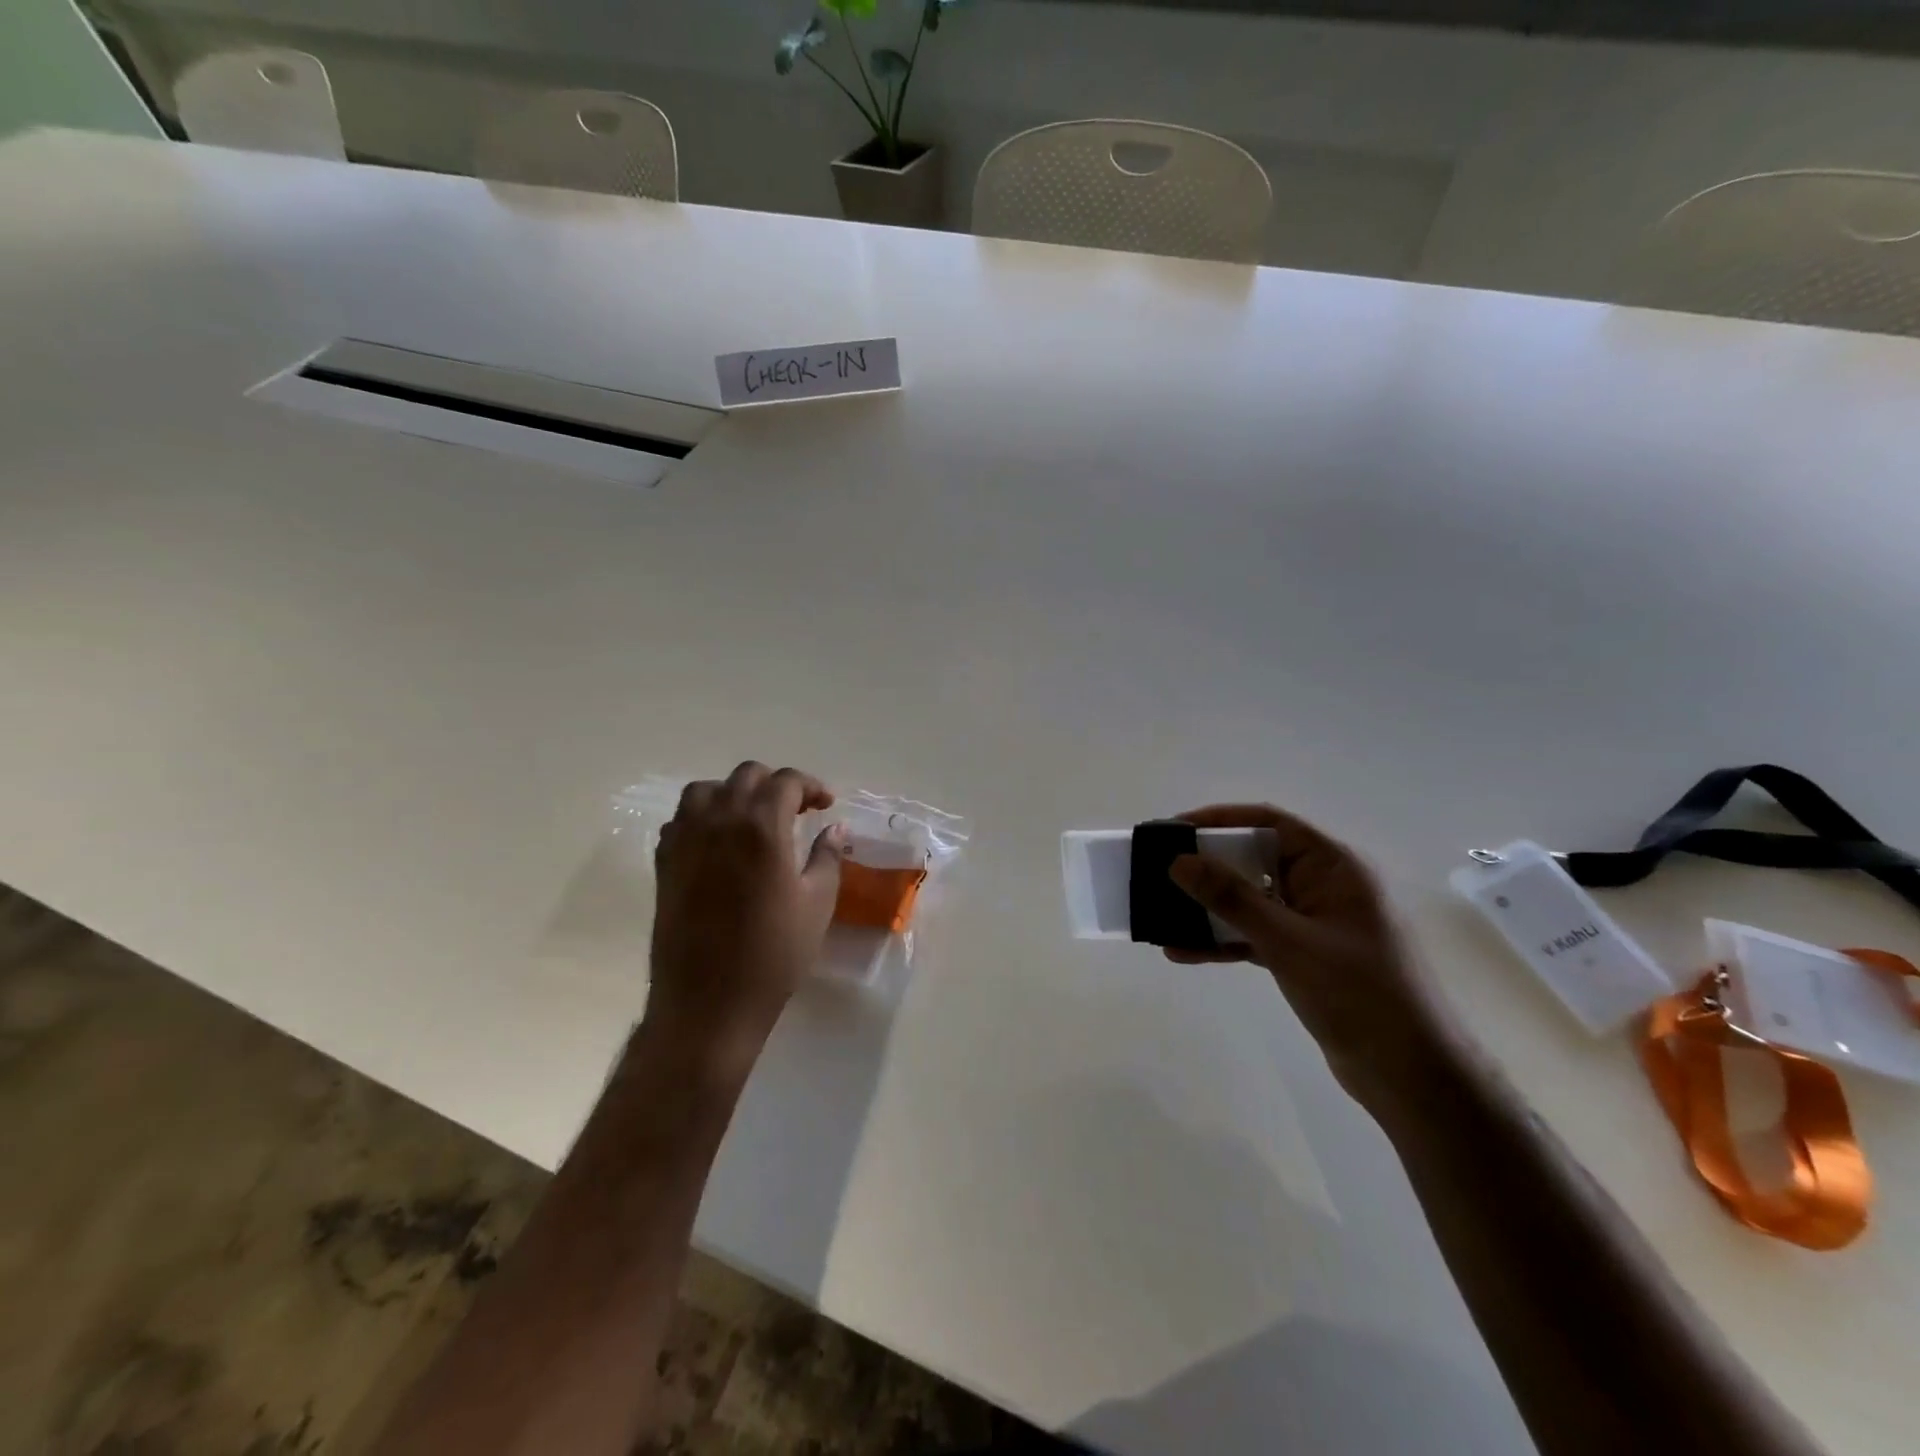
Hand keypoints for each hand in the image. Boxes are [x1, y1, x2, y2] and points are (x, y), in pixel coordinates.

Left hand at [644, 762, 845, 1081]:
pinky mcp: (664, 863)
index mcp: (761, 826)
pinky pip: (680, 820)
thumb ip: (828, 858)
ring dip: (733, 794)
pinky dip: (702, 817)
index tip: (826, 806)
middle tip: (796, 811)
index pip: (786, 781)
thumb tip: (835, 830)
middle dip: (775, 785)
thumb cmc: (773, 955)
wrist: (709, 1003)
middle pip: (745, 776)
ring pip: (705, 790)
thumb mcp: (817, 904)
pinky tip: (719, 843)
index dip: (810, 786)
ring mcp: (685, 840)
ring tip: (753, 819)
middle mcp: (719, 820)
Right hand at [1166, 804, 1455, 1108]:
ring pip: (1252, 900)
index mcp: (1334, 867)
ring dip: (1210, 908)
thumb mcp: (1288, 941)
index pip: (1270, 822)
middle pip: (1256, 860)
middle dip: (1207, 866)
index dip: (1219, 819)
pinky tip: (1184, 951)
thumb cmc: (1357, 994)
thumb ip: (1232, 898)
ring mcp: (1314, 922)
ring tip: (1164, 914)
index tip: (1174, 830)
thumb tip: (1179, 861)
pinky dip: (1223, 940)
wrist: (1410, 1075)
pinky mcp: (1305, 955)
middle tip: (1160, 872)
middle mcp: (1324, 886)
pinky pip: (1255, 934)